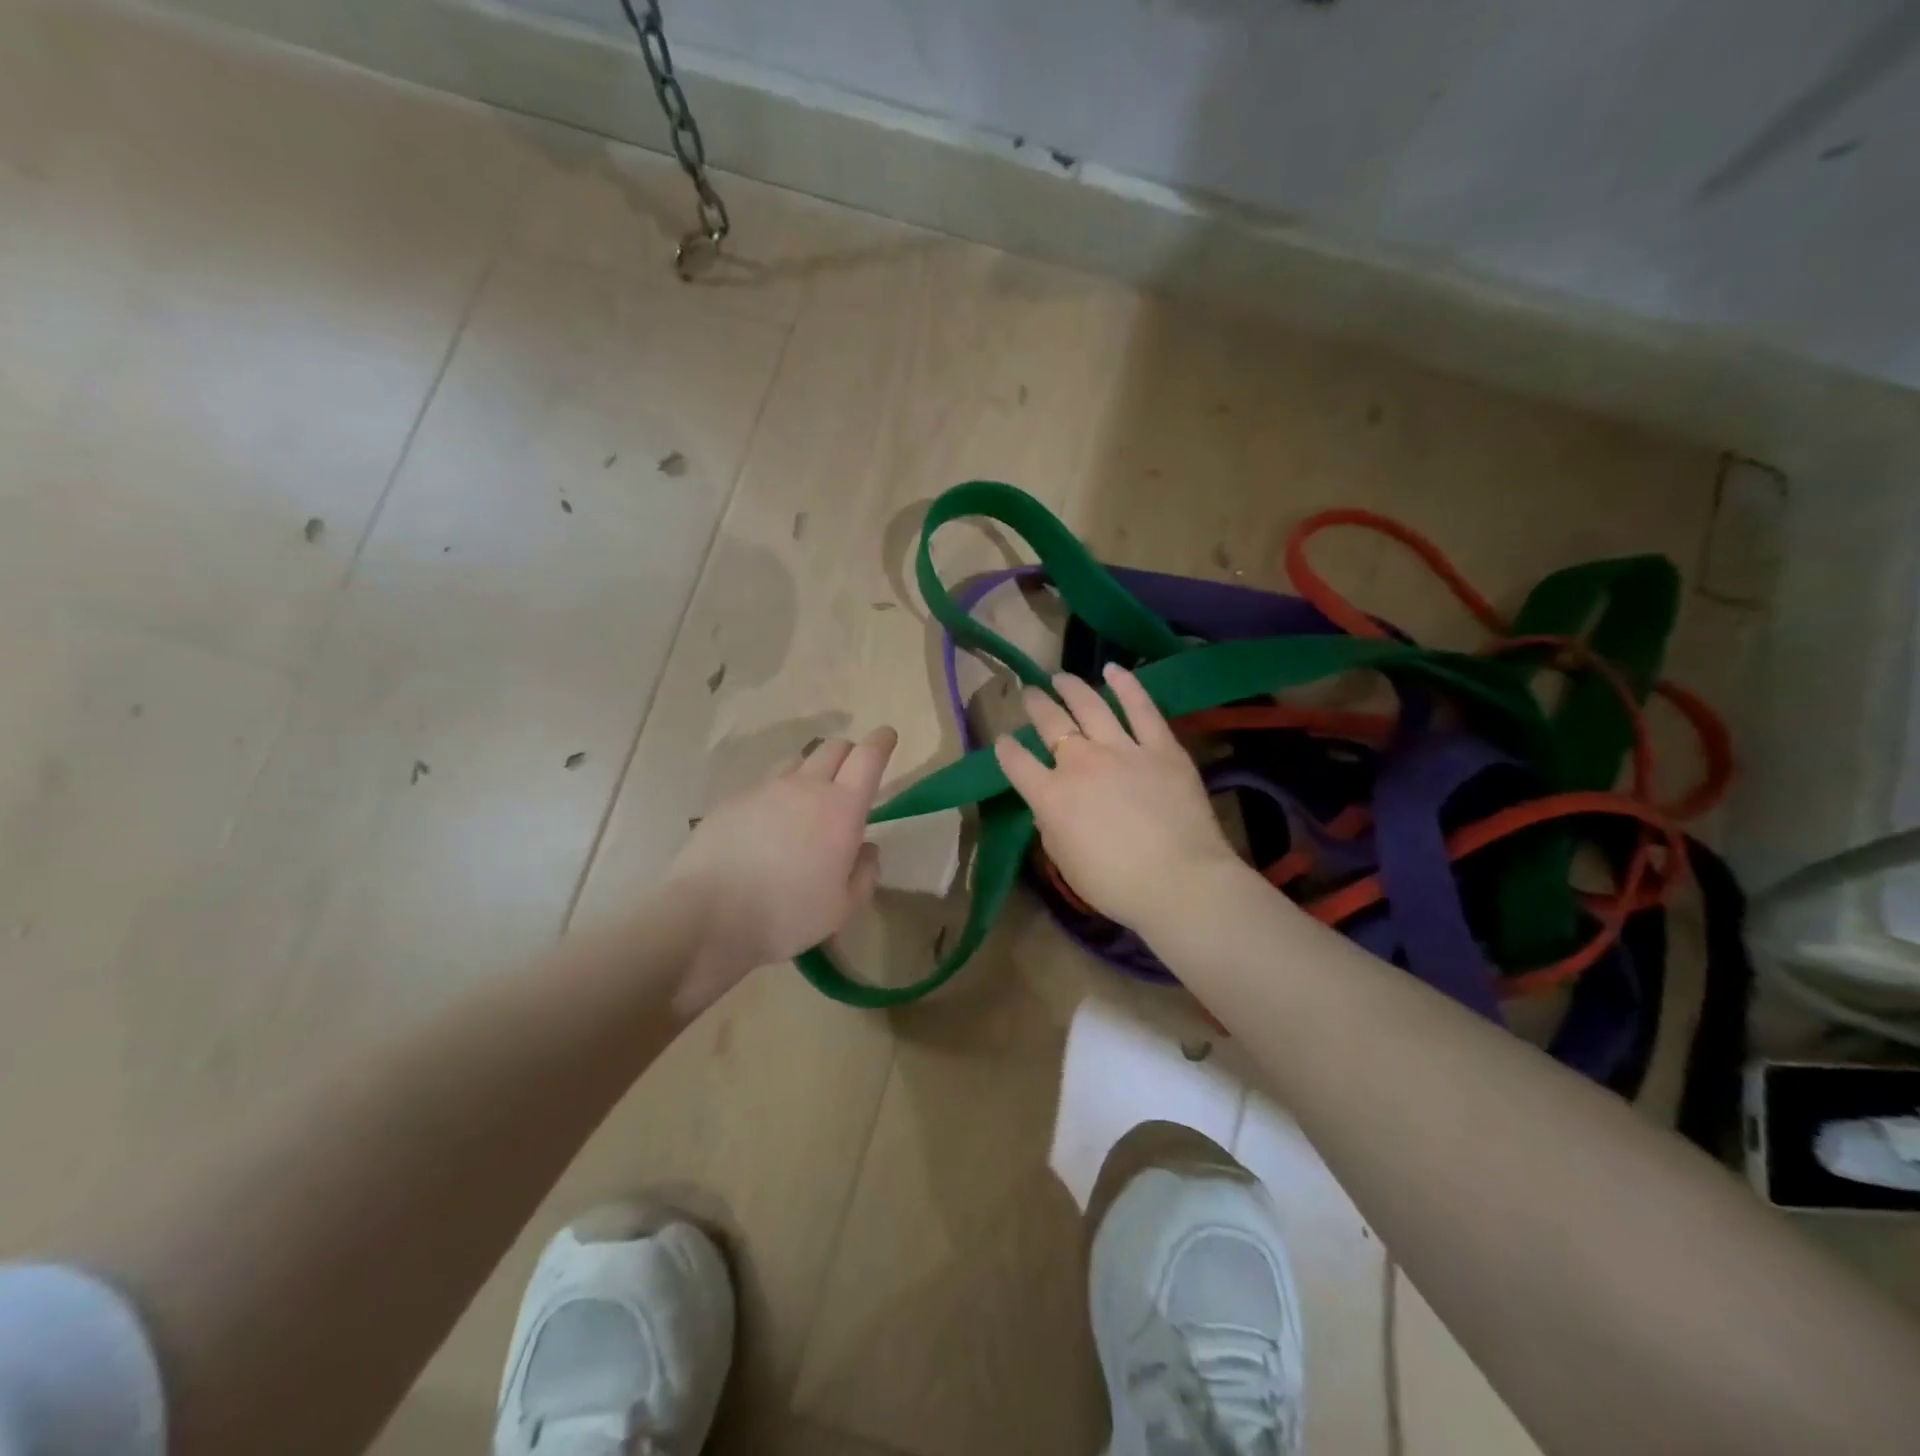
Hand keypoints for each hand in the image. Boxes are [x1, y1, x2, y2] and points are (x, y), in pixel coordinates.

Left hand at [667, 728, 897, 999]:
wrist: (707, 915)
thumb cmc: (787, 914)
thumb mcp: (843, 907)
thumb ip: (865, 873)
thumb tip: (867, 848)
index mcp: (841, 808)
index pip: (868, 757)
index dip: (881, 742)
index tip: (887, 736)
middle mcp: (805, 787)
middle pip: (833, 747)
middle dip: (849, 752)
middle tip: (852, 773)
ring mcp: (764, 789)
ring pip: (797, 761)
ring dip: (811, 770)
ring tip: (809, 797)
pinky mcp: (732, 801)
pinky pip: (764, 785)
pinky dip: (776, 794)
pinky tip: (768, 824)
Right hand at [994, 665, 1244, 933]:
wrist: (1179, 881)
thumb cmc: (1116, 885)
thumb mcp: (1066, 863)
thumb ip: (1051, 829)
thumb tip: (1049, 808)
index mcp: (1051, 796)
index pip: (1017, 763)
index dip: (1006, 749)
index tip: (1004, 741)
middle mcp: (1080, 763)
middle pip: (1051, 724)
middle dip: (1036, 705)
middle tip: (1029, 692)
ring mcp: (1122, 749)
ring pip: (1090, 706)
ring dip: (1071, 688)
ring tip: (1060, 676)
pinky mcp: (1161, 747)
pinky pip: (1141, 708)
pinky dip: (1126, 685)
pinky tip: (1113, 669)